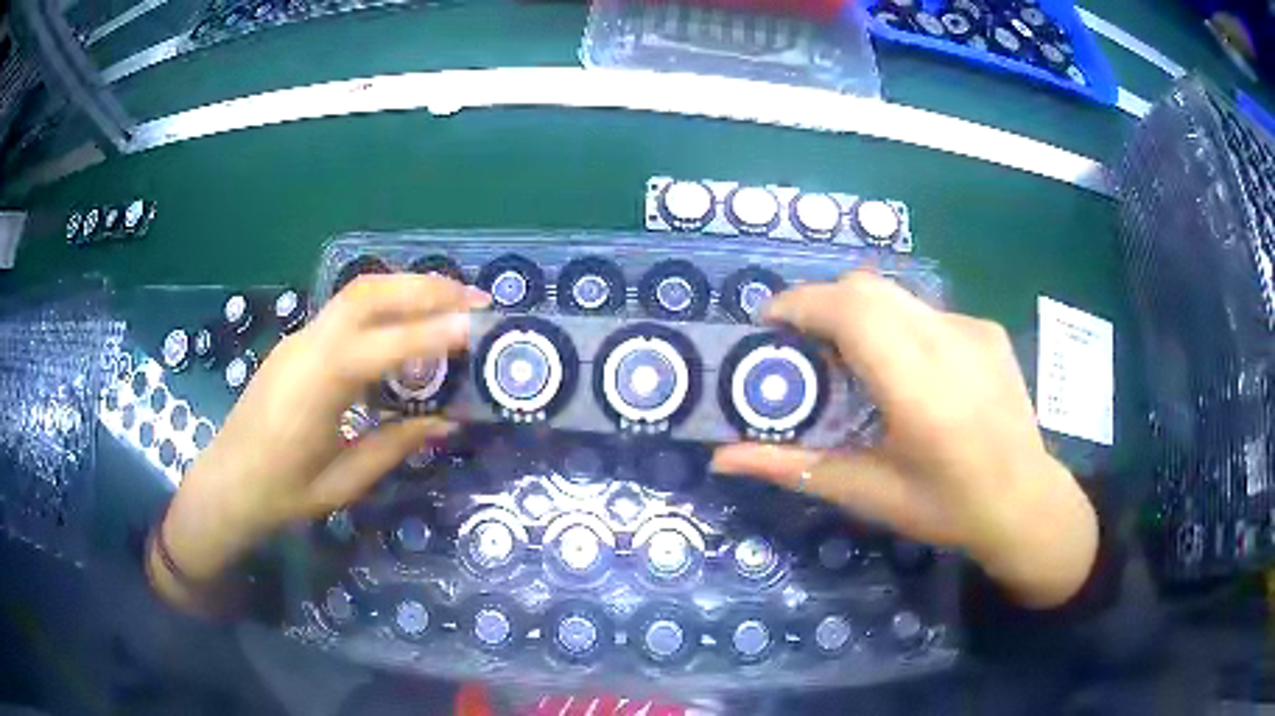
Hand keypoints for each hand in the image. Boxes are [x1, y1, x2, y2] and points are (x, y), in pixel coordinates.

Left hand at [152, 275, 489, 604]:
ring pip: (357, 292)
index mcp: (319, 385)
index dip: (433, 333)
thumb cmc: (282, 493)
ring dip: (407, 287)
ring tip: (451, 301)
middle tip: (475, 299)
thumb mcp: (344, 481)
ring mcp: (299, 338)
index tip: (477, 327)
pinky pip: (345, 310)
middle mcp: (309, 346)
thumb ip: (395, 445)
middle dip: (426, 288)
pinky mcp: (297, 342)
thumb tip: (446, 423)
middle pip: (370, 293)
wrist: (226, 483)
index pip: (384, 344)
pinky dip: (385, 304)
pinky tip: (407, 323)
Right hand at [711, 271, 1097, 607]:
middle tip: (804, 350)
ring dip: (858, 314)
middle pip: (865, 287)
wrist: (1025, 501)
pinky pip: (925, 310)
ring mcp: (972, 328)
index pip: (849, 310)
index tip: (768, 328)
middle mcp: (946, 340)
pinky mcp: (986, 328)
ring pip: (895, 294)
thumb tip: (721, 458)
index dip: (799, 305)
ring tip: (853, 362)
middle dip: (821, 305)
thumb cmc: (945, 507)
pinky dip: (897, 326)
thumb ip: (792, 467)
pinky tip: (909, 372)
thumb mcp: (867, 492)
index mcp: (916, 384)